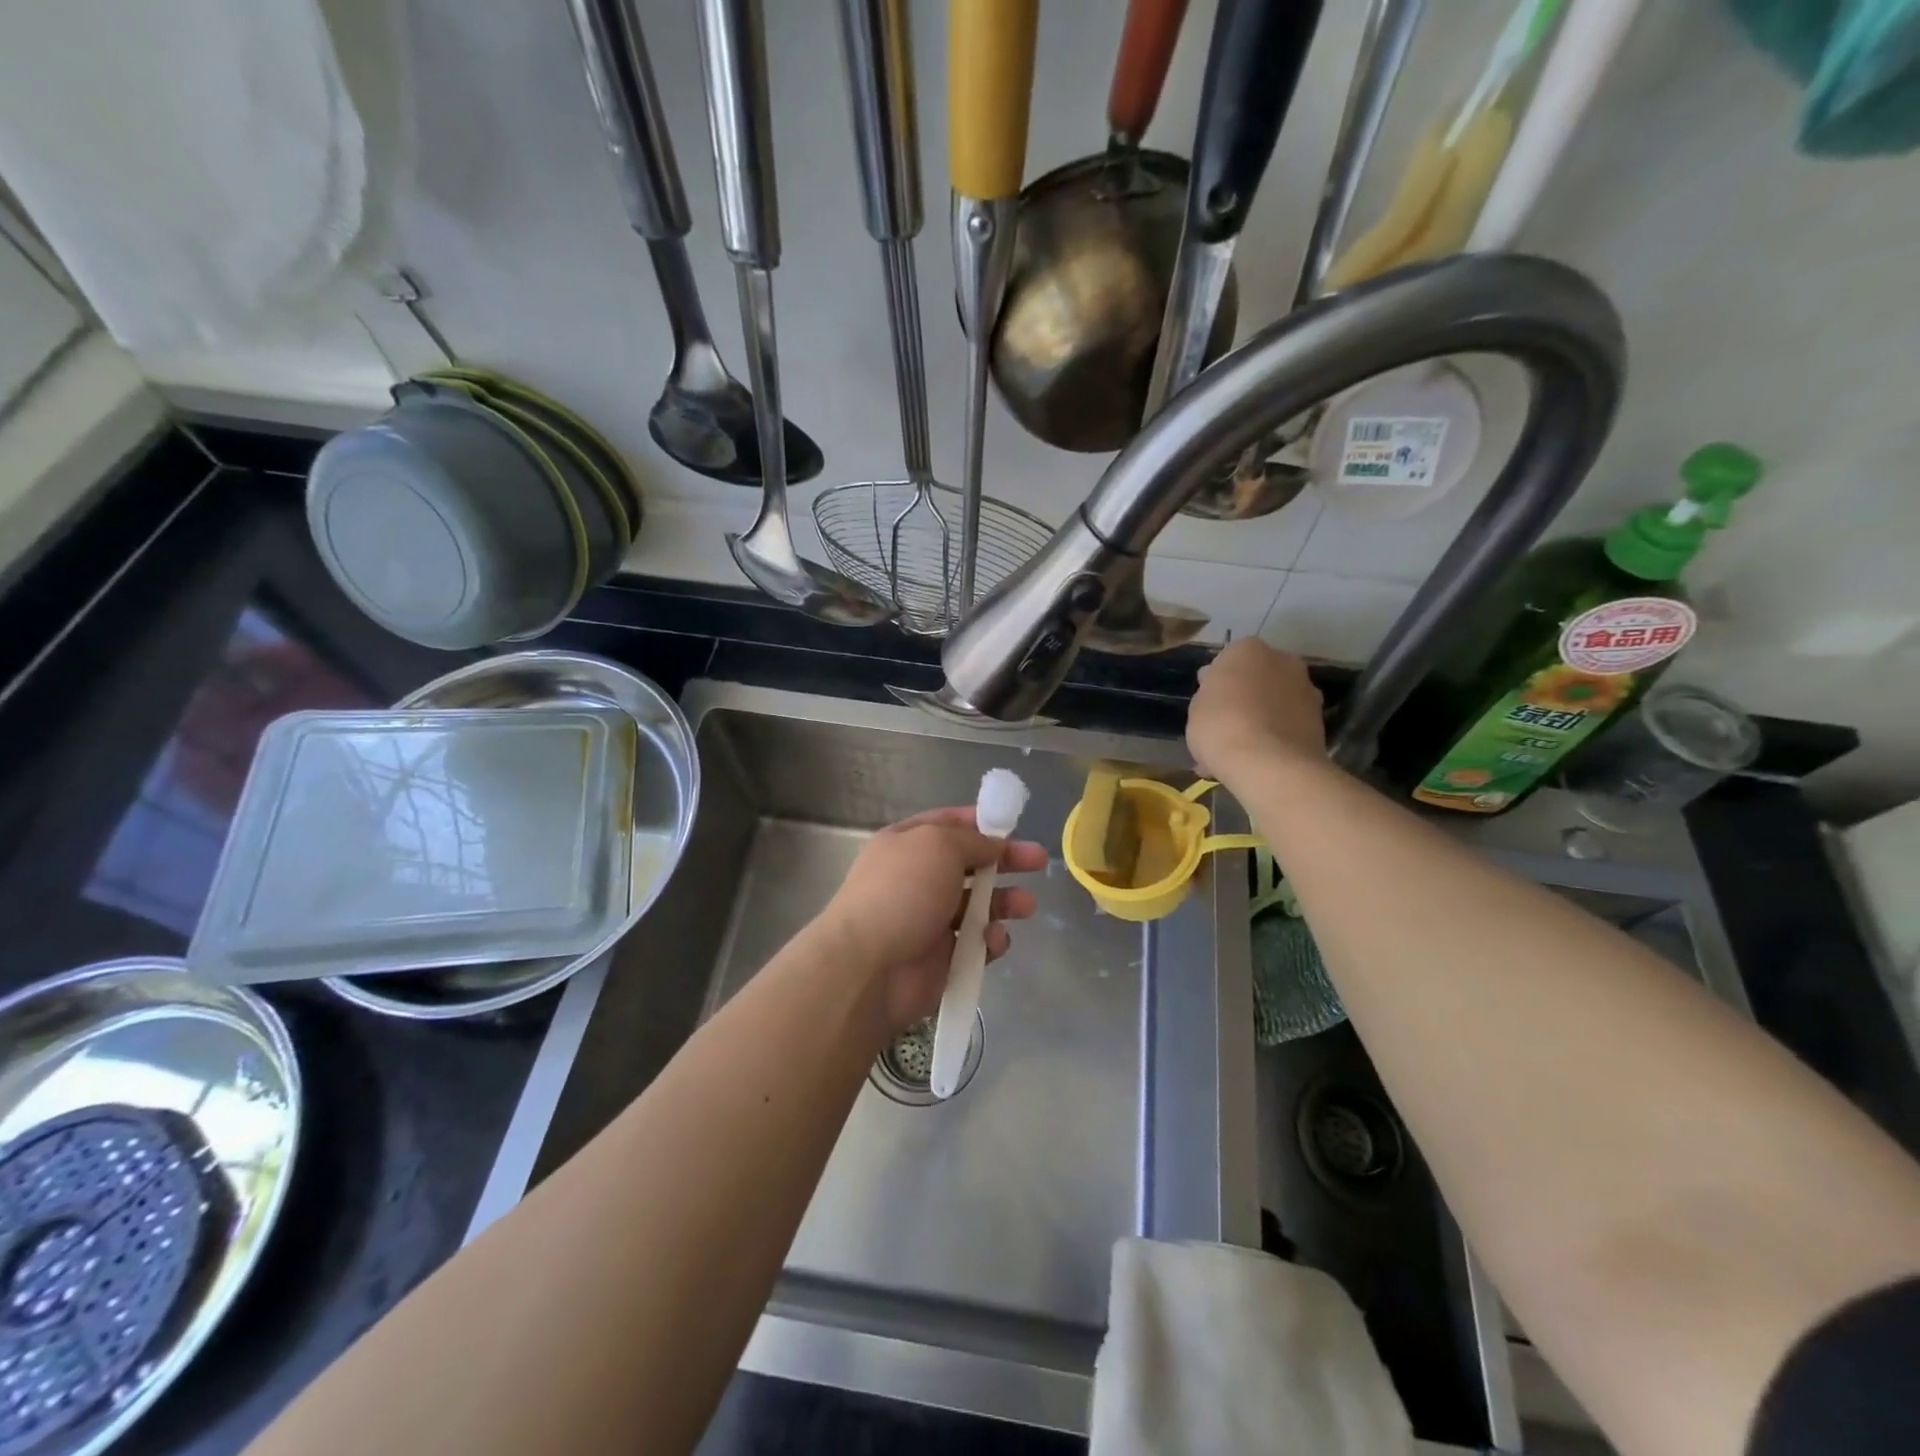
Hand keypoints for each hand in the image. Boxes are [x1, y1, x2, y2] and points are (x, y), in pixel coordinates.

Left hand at [818, 808, 1046, 1034]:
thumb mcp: (939, 845)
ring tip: (1027, 906)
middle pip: (970, 864)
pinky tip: (992, 940)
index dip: (980, 822)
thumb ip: (973, 841)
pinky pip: (977, 944)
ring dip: (1006, 902)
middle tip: (1038, 861)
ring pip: (979, 905)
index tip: (1012, 824)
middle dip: (1005, 861)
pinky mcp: (943, 958)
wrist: (869, 966)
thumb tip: (993, 846)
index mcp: (906, 844)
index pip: (947, 824)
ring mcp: (929, 919)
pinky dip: (990, 941)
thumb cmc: (902, 891)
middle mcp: (917, 878)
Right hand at [1187, 640, 1326, 783]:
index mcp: (1247, 649)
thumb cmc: (1221, 726)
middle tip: (1224, 725)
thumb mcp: (1196, 708)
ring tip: (1240, 751)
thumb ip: (1208, 693)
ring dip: (1261, 718)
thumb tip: (1218, 687)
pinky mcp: (1320, 720)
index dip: (1217, 683)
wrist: (1269, 764)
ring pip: (1274, 702)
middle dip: (1244, 697)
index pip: (1227, 660)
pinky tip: (1257, 762)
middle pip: (1257, 678)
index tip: (1208, 704)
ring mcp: (1306, 689)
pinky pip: (1287, 725)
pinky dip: (1275, 738)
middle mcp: (1283, 660)